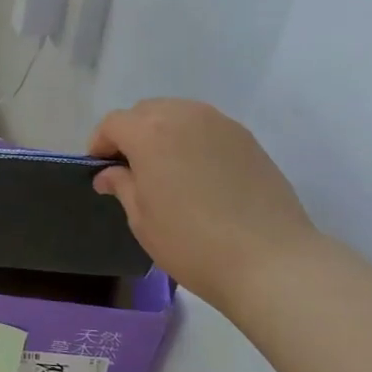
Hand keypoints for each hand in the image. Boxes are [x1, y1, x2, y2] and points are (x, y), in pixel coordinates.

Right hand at [88, 99, 320, 308]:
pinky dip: (192, 140)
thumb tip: (109, 173)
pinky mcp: (247, 139)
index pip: (113, 123)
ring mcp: (220, 124)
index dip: (101, 144)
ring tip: (165, 170)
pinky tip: (197, 174)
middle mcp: (184, 116)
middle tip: (131, 170)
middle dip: (131, 134)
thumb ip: (122, 186)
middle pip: (145, 111)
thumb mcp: (142, 220)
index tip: (101, 171)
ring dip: (162, 133)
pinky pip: (206, 127)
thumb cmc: (192, 242)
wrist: (270, 260)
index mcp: (150, 133)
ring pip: (178, 114)